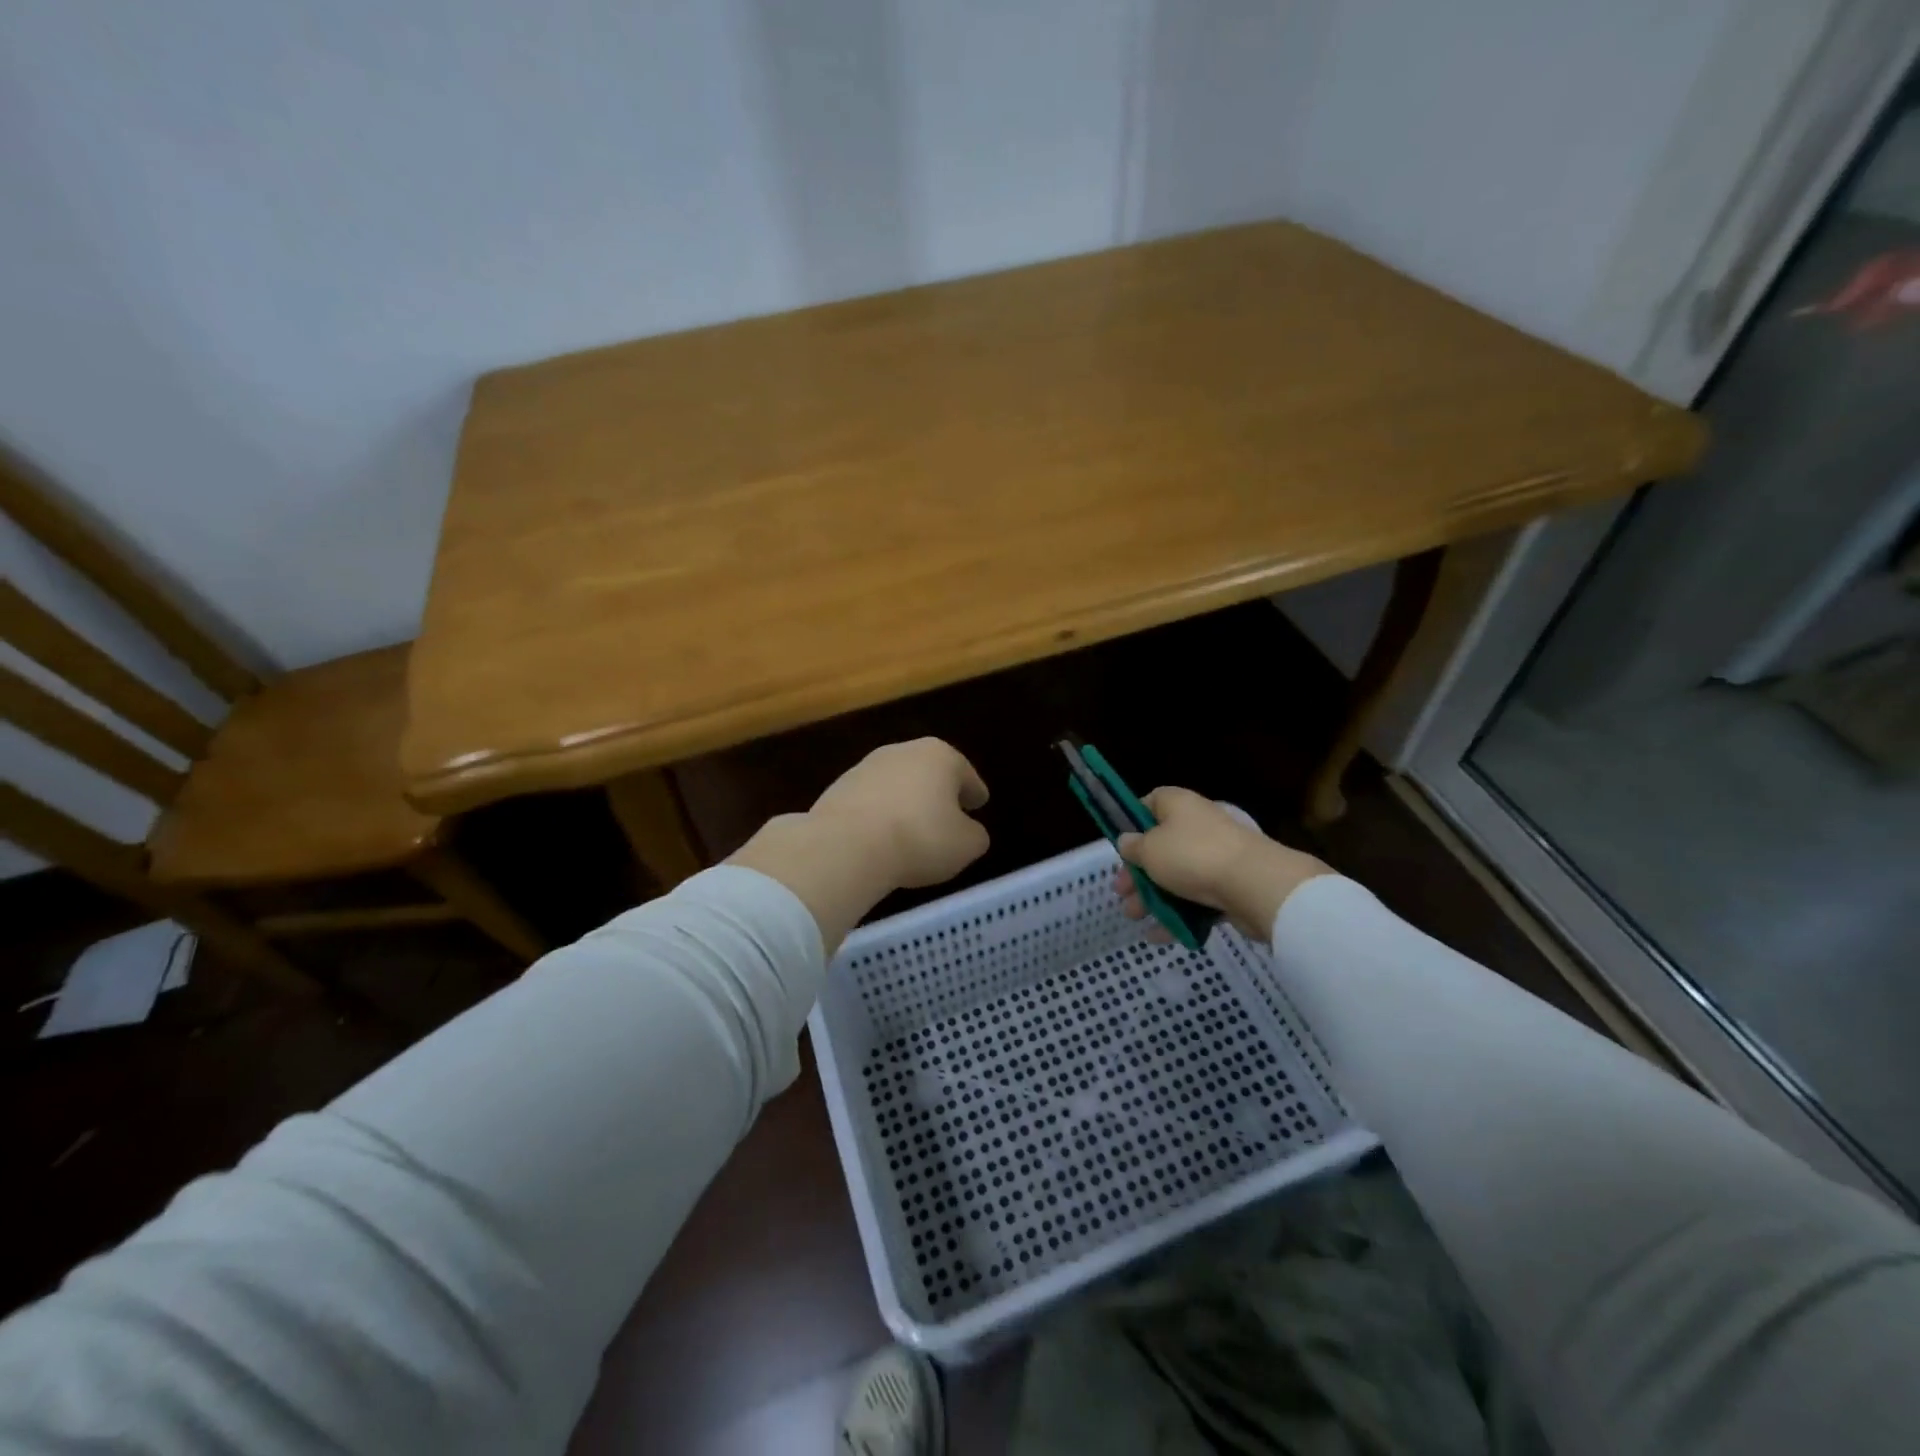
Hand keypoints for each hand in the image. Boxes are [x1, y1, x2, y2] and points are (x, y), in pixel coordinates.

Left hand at [808, 738, 990, 887]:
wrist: (847, 845)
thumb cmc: (920, 839)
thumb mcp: (966, 845)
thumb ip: (974, 835)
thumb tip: (967, 831)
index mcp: (940, 756)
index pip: (965, 774)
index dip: (974, 791)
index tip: (979, 803)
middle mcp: (903, 751)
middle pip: (929, 772)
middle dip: (938, 792)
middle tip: (947, 816)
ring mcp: (865, 767)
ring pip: (896, 785)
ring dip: (905, 802)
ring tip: (911, 831)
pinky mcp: (838, 788)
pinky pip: (870, 802)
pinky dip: (879, 815)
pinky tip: (881, 838)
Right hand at [1113, 787, 1329, 940]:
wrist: (1255, 885)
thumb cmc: (1192, 856)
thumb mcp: (1149, 850)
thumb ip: (1132, 847)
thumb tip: (1127, 841)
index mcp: (1178, 805)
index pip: (1150, 803)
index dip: (1132, 823)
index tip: (1120, 847)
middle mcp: (1198, 824)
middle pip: (1161, 845)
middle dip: (1138, 872)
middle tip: (1121, 893)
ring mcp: (1216, 855)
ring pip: (1178, 875)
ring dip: (1153, 897)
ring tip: (1134, 919)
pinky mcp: (1230, 884)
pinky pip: (1197, 898)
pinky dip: (1179, 914)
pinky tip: (1159, 935)